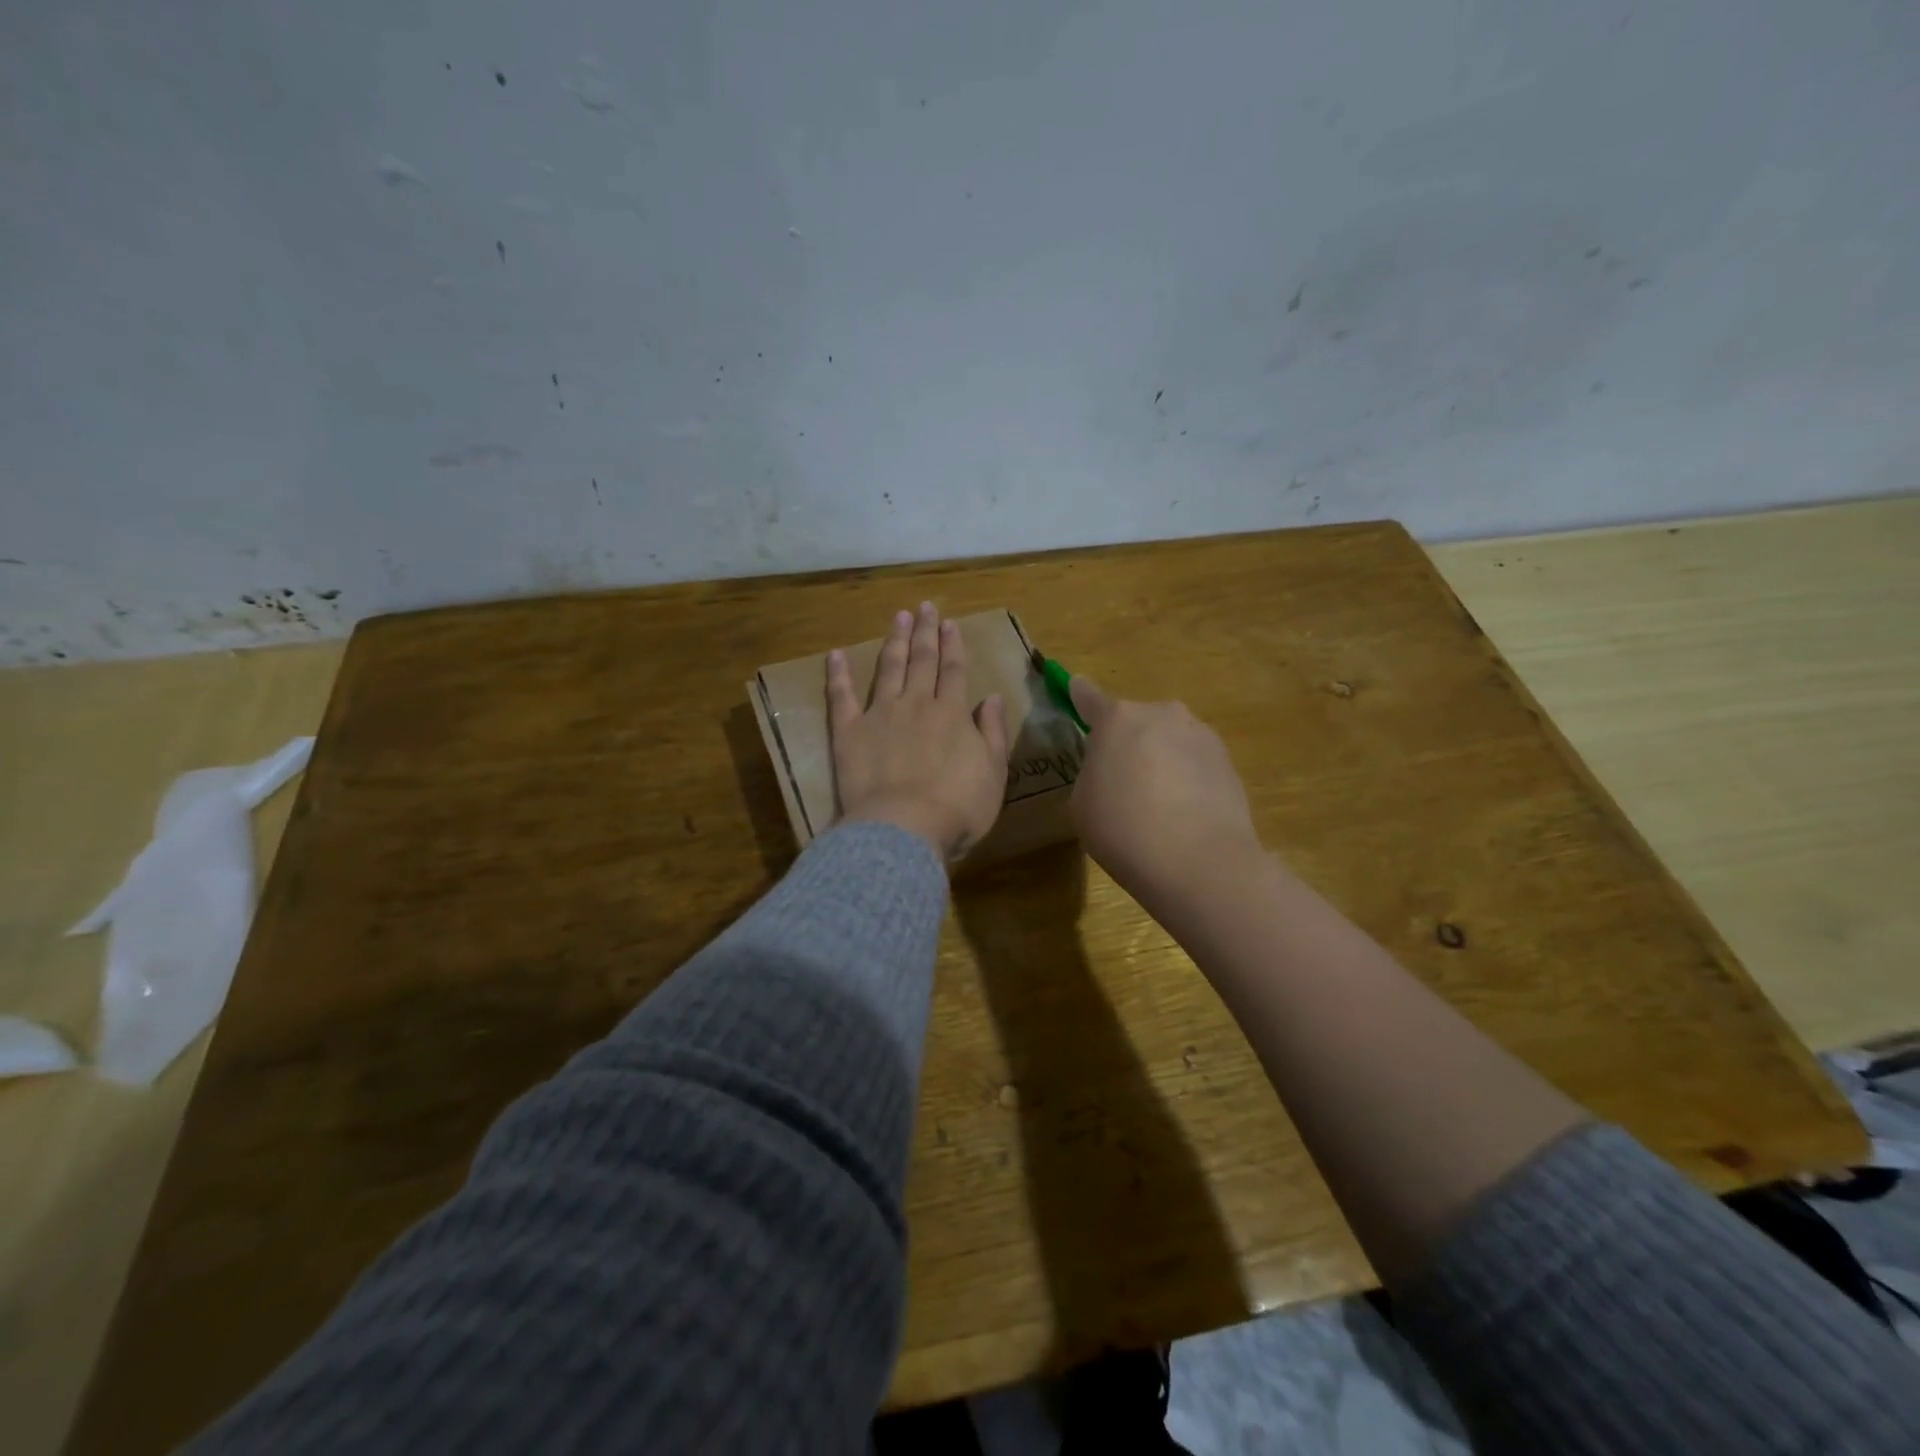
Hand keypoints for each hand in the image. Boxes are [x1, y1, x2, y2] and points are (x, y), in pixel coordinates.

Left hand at [829, 603, 1010, 860]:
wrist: (905, 828)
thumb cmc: (958, 807)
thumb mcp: (993, 773)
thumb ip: (992, 732)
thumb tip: (991, 697)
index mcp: (952, 713)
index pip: (954, 670)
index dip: (953, 645)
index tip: (950, 622)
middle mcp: (917, 704)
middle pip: (922, 660)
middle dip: (925, 632)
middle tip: (924, 607)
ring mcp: (880, 714)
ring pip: (889, 669)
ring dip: (894, 641)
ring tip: (897, 618)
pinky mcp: (849, 732)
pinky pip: (842, 697)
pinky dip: (839, 674)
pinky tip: (836, 655)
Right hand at [1067, 677, 1264, 907]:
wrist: (1200, 863)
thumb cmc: (1124, 830)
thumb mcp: (1081, 804)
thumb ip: (1090, 773)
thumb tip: (1110, 770)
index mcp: (1117, 719)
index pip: (1089, 697)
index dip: (1079, 695)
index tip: (1075, 688)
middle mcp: (1162, 714)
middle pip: (1135, 721)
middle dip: (1127, 742)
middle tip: (1120, 783)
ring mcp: (1200, 735)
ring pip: (1168, 740)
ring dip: (1159, 759)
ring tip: (1157, 805)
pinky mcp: (1228, 761)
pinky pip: (1194, 762)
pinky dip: (1186, 778)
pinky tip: (1183, 814)